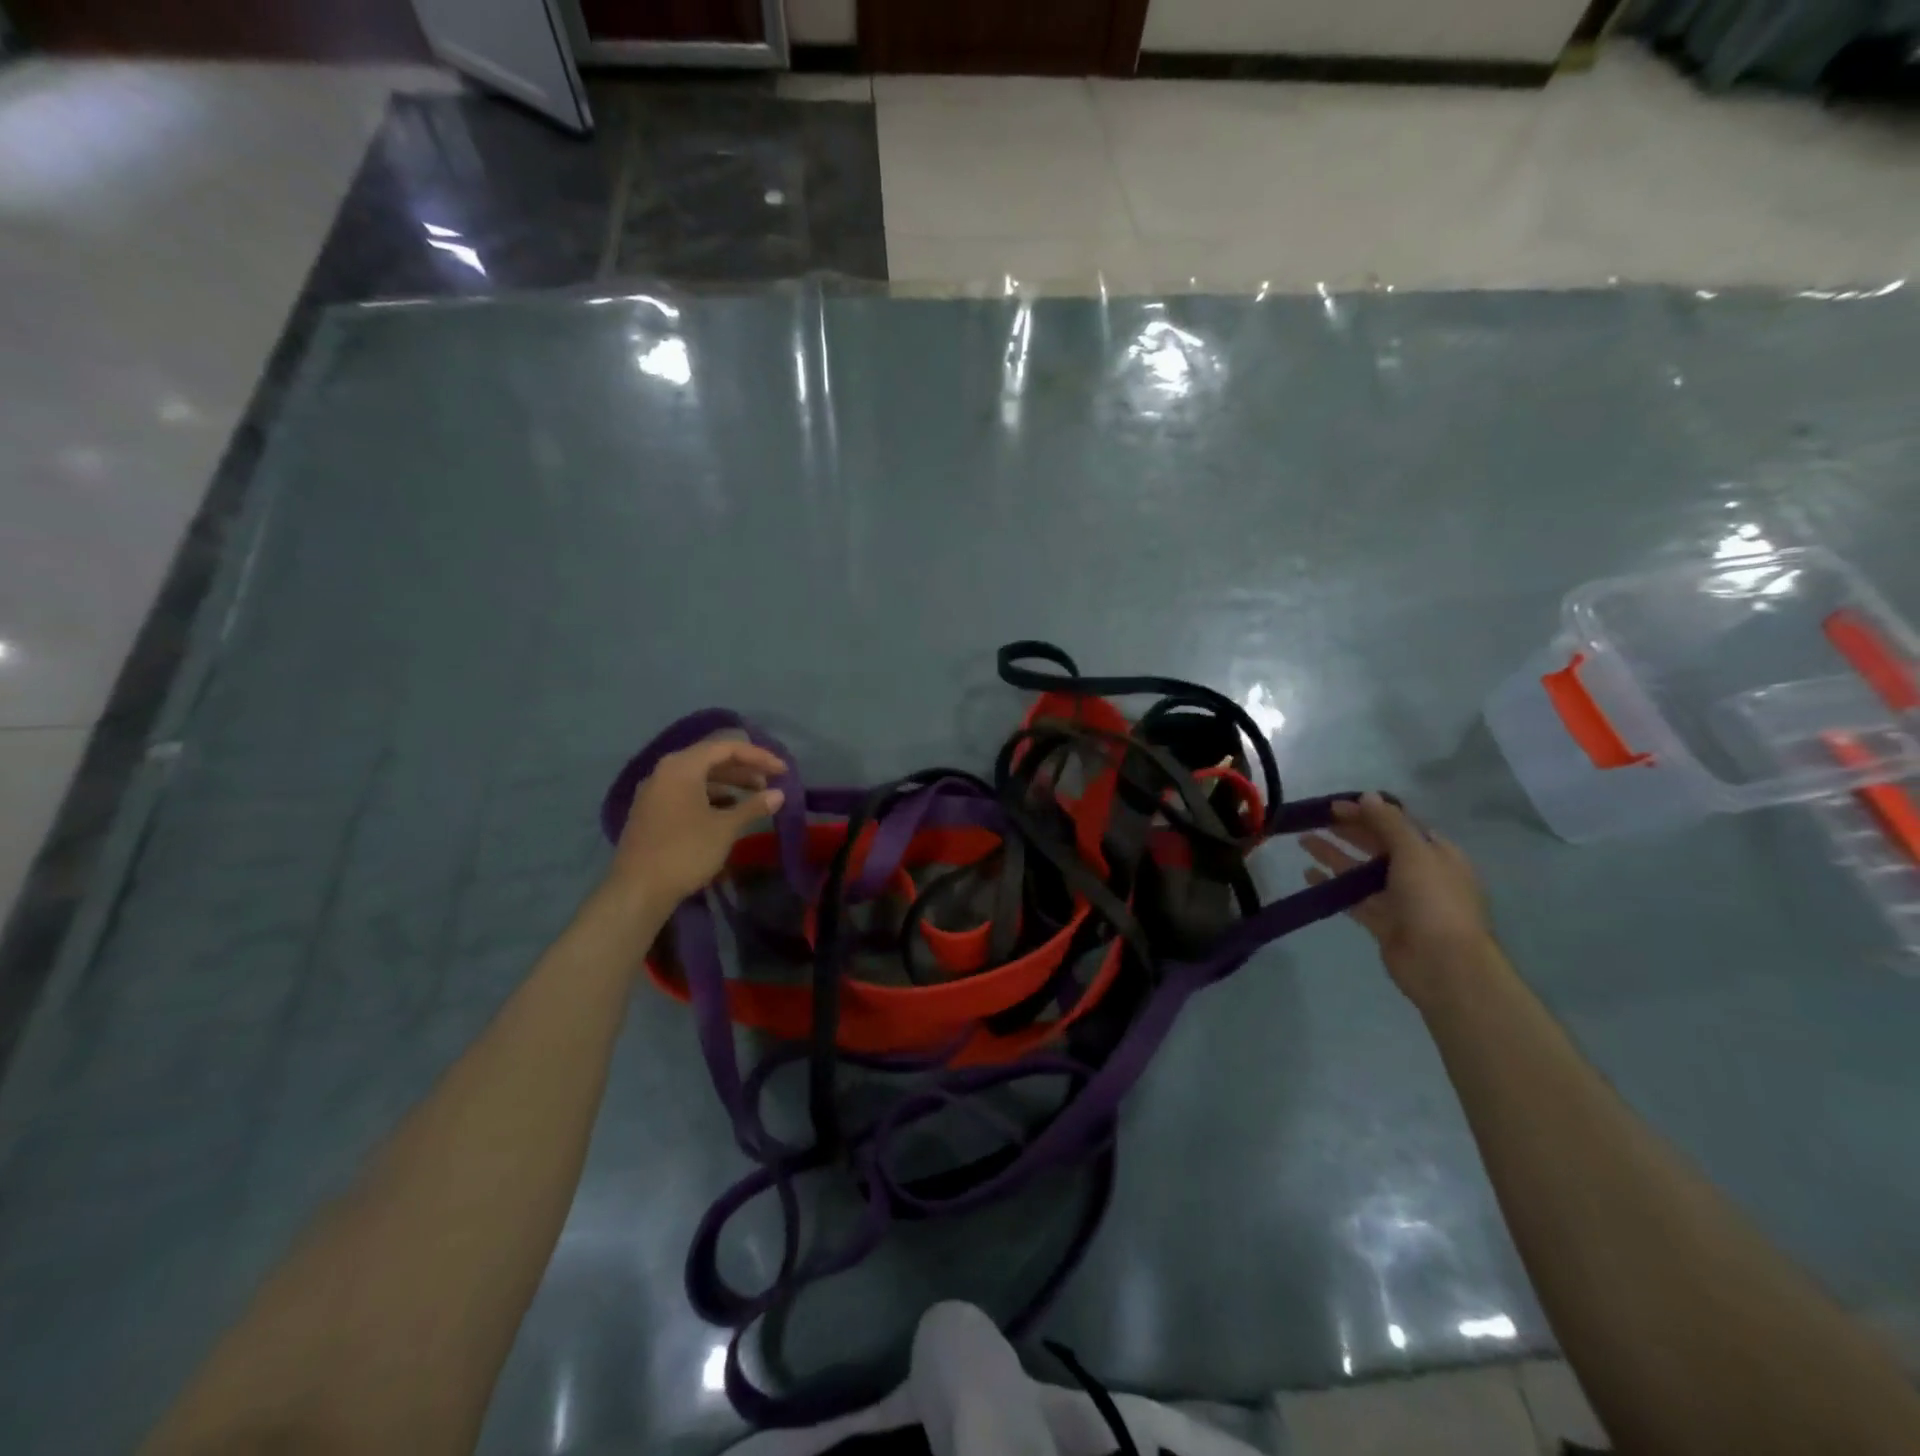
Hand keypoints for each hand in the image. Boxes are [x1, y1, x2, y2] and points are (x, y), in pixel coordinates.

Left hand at [605, 737, 787, 914]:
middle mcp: (665, 771)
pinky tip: (727, 811)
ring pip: (698, 777)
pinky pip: (686, 792)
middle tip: (771, 783)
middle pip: (711, 759)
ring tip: (754, 797)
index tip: (783, 771)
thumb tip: (779, 794)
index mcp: (682, 766)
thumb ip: (753, 806)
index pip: (726, 747)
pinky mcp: (651, 811)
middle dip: (744, 769)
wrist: (638, 890)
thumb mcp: (725, 828)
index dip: (759, 756)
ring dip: (729, 783)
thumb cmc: (685, 852)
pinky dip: (711, 796)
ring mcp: (655, 792)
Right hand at [1302, 793, 1495, 1007]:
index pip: (1398, 824)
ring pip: (1361, 870)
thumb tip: (1368, 796)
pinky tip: (1308, 875)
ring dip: (1334, 854)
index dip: (1368, 812)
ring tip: (1303, 841)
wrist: (1444, 965)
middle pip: (1378, 845)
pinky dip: (1332, 885)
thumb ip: (1389, 823)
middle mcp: (1419, 873)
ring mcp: (1400, 899)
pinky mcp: (1382, 922)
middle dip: (1348, 830)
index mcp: (1436, 853)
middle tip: (1315, 818)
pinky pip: (1353, 898)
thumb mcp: (1415, 853)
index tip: (1335, 805)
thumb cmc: (1434, 901)